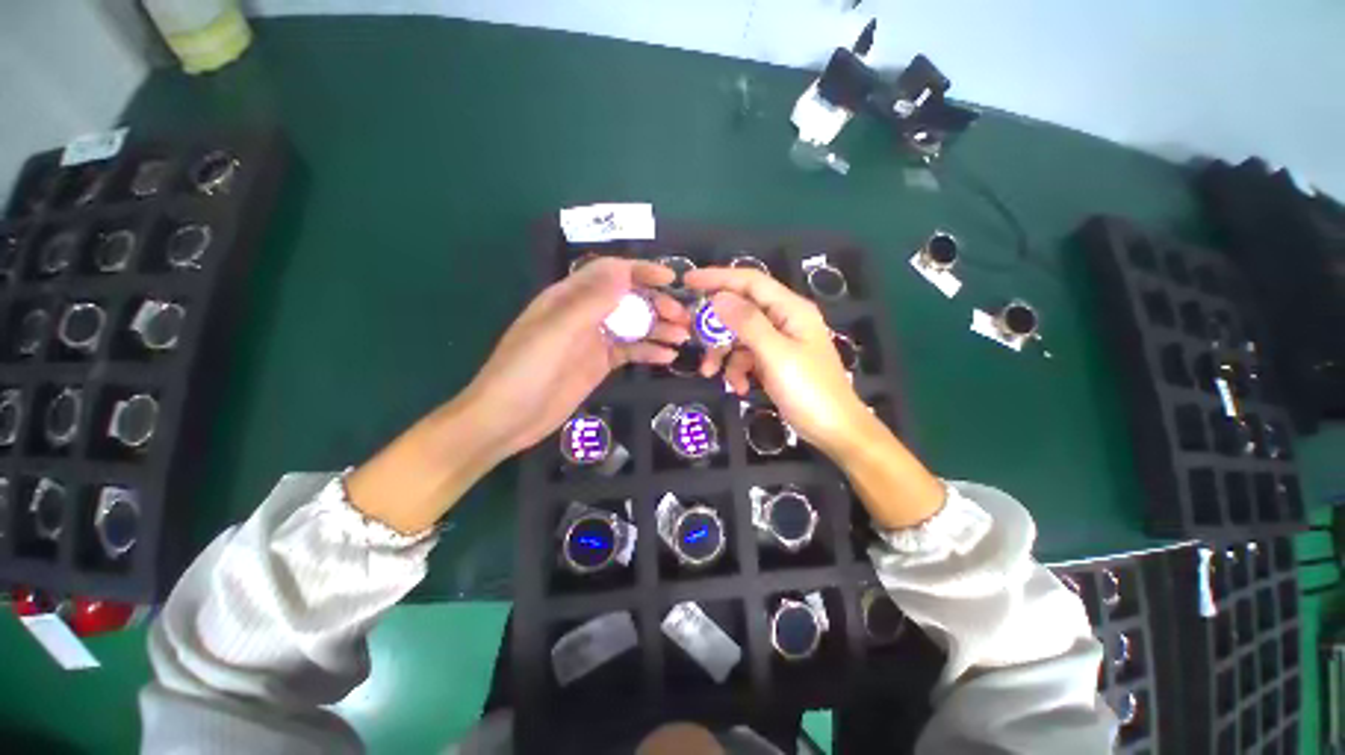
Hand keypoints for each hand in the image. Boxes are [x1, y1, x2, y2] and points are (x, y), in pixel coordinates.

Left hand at [348, 257, 689, 533]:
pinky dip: (649, 352)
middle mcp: (584, 314)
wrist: (507, 420)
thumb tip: (623, 271)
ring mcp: (593, 340)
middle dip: (656, 303)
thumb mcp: (556, 333)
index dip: (640, 271)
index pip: (609, 273)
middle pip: (627, 299)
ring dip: (658, 328)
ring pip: (633, 326)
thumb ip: (590, 302)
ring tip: (683, 336)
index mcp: (568, 297)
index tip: (670, 279)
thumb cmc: (524, 372)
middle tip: (682, 317)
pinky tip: (668, 357)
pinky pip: (630, 351)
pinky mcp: (600, 364)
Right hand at [682, 267, 866, 455]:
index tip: (687, 281)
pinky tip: (739, 388)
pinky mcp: (774, 362)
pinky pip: (747, 357)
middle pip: (741, 310)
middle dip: (716, 326)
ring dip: (724, 354)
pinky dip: (738, 370)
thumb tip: (718, 297)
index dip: (718, 277)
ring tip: (711, 374)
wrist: (834, 430)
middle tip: (691, 337)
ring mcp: (779, 342)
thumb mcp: (775, 355)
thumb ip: (747, 323)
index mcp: (790, 309)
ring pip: (740, 336)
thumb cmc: (809, 390)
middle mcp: (784, 320)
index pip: (750, 281)